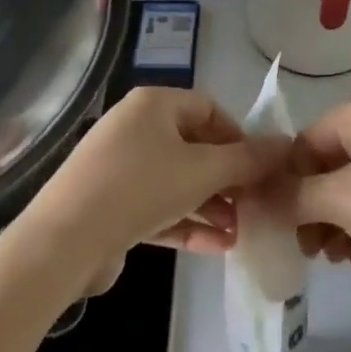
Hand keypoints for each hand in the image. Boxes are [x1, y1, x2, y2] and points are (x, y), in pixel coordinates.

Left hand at [21, 87, 287, 292]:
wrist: (64, 242)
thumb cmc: (140, 187)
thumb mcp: (202, 171)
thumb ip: (247, 160)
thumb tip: (285, 145)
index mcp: (154, 104)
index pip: (209, 109)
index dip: (239, 136)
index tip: (261, 168)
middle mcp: (136, 128)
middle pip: (195, 147)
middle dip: (228, 178)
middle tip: (255, 204)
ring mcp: (120, 168)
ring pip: (178, 181)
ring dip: (211, 205)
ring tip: (241, 232)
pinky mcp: (111, 206)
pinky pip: (158, 207)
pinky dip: (186, 222)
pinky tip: (217, 247)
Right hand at [277, 95, 350, 283]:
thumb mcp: (338, 199)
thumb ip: (289, 196)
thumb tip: (250, 198)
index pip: (302, 142)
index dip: (284, 181)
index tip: (272, 220)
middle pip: (322, 169)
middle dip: (308, 209)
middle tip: (303, 247)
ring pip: (343, 193)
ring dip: (331, 226)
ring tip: (334, 258)